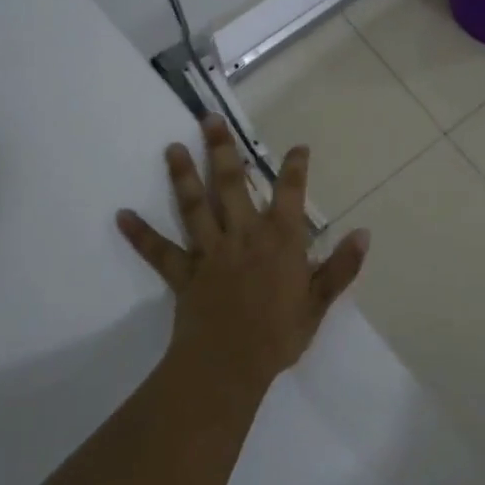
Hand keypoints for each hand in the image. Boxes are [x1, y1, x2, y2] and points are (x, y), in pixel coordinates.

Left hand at [117, 115, 369, 389]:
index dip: (295, 168)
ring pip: (195, 206)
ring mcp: (210, 251)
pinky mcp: (184, 273)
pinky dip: (140, 234)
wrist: (229, 366)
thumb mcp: (319, 303)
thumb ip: (342, 266)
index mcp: (280, 239)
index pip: (290, 193)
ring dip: (183, 176)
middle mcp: (243, 234)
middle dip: (222, 150)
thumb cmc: (279, 334)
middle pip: (232, 184)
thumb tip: (364, 232)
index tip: (297, 147)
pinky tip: (121, 215)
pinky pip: (160, 251)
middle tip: (208, 118)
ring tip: (172, 148)